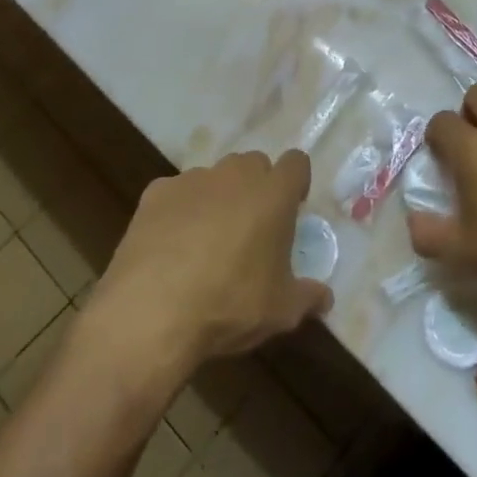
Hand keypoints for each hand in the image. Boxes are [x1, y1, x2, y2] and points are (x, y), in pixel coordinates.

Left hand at [93, 150, 330, 381]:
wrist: (152, 312)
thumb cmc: (230, 304)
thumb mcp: (282, 311)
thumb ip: (307, 297)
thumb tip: (325, 298)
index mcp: (274, 194)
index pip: (296, 163)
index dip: (295, 183)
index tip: (291, 210)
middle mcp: (235, 176)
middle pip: (254, 164)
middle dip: (256, 187)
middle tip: (252, 227)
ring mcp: (192, 180)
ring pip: (214, 177)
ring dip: (218, 197)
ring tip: (207, 239)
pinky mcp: (155, 194)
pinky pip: (176, 193)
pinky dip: (179, 210)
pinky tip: (171, 245)